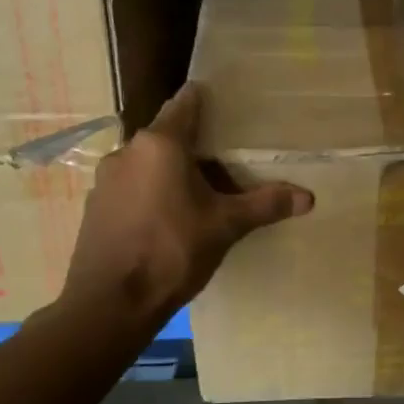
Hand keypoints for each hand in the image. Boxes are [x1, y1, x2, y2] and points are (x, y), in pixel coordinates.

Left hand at [58, 83, 311, 327]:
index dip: (207, 100)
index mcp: (160, 144)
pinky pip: (130, 186)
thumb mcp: (225, 226)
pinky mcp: (95, 206)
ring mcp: (105, 179)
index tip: (227, 105)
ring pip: (146, 162)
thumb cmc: (171, 251)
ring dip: (170, 169)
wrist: (110, 304)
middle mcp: (128, 151)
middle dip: (194, 142)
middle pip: (166, 134)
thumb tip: (309, 197)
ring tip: (199, 189)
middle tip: (226, 156)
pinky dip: (150, 191)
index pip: (186, 103)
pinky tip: (167, 217)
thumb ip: (265, 205)